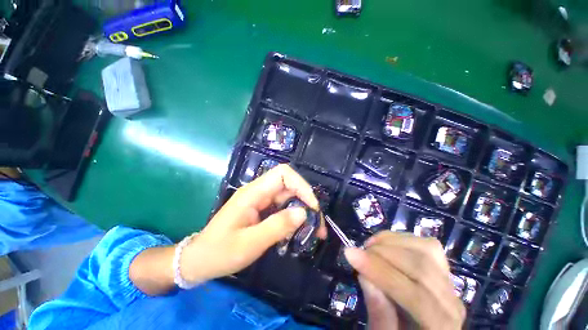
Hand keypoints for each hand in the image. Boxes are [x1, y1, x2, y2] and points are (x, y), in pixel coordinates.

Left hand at [181, 164, 326, 282]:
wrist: (200, 260)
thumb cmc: (220, 252)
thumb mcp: (249, 243)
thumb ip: (277, 226)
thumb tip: (303, 213)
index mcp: (253, 193)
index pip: (283, 174)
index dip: (301, 185)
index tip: (312, 207)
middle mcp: (259, 192)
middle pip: (289, 185)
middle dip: (307, 201)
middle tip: (317, 225)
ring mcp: (261, 201)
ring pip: (289, 197)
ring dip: (303, 212)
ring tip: (312, 232)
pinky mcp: (263, 210)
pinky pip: (284, 208)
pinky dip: (294, 218)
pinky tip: (297, 232)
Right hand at [345, 232, 465, 329]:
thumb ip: (379, 314)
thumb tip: (365, 276)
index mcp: (441, 328)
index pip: (414, 295)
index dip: (379, 271)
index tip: (350, 253)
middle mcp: (453, 303)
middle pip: (421, 267)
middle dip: (382, 253)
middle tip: (358, 252)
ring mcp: (450, 282)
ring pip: (425, 249)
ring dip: (391, 242)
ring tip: (370, 246)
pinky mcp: (444, 268)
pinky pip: (426, 244)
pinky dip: (400, 238)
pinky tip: (384, 243)